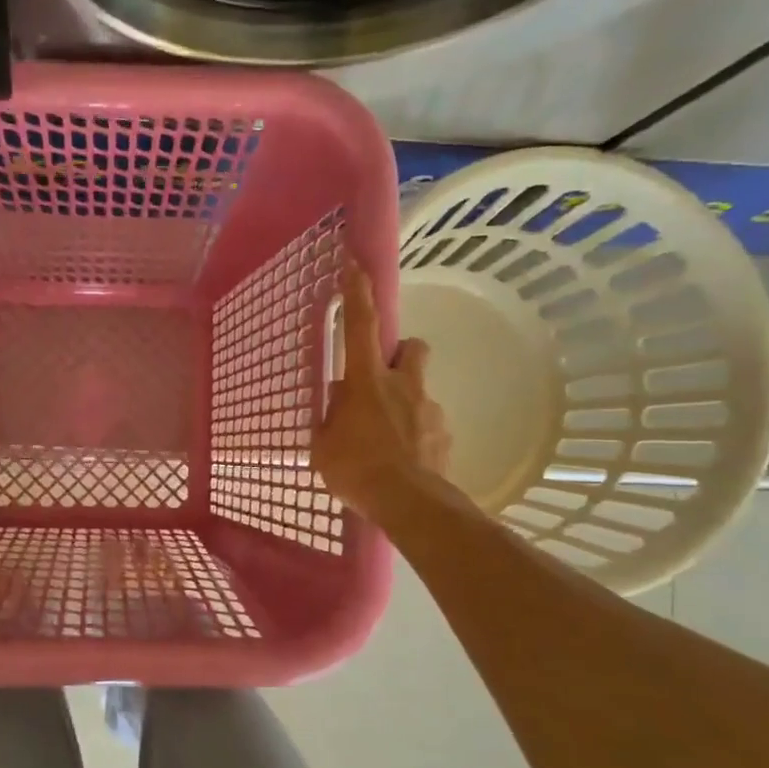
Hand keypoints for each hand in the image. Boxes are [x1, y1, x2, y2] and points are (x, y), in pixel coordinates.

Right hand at [311, 261, 450, 517]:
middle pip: (411, 348)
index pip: (360, 326)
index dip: (358, 294)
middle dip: (400, 355)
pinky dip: (415, 437)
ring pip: (418, 392)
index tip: (357, 265)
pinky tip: (403, 461)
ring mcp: (428, 409)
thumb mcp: (323, 445)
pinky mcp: (445, 435)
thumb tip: (339, 406)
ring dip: (404, 405)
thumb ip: (331, 419)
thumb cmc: (355, 469)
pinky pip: (428, 426)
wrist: (407, 502)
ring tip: (387, 441)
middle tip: (382, 382)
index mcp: (366, 381)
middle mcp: (402, 385)